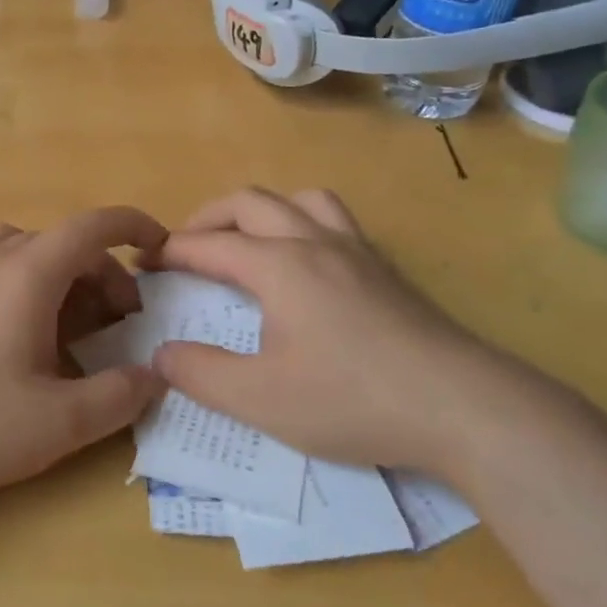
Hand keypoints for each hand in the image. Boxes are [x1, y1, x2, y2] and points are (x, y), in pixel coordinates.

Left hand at [0, 207, 167, 502]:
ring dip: (60, 279)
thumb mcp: (57, 423)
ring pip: (24, 254)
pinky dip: (22, 287)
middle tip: (119, 326)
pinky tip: (16, 340)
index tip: (162, 248)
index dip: (134, 227)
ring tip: (69, 330)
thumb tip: (155, 375)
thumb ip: (118, 397)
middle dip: (103, 275)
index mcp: (27, 272)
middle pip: (62, 243)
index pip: (93, 226)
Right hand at [151, 188, 524, 480]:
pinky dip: (303, 225)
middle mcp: (315, 242)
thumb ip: (201, 374)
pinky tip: (308, 266)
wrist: (462, 407)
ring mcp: (357, 252)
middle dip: (209, 218)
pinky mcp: (386, 271)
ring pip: (301, 200)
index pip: (210, 244)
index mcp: (279, 266)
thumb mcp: (261, 399)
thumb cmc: (352, 400)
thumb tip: (161, 354)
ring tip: (249, 242)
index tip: (144, 262)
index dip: (171, 250)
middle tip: (186, 247)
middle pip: (251, 202)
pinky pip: (335, 222)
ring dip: (263, 211)